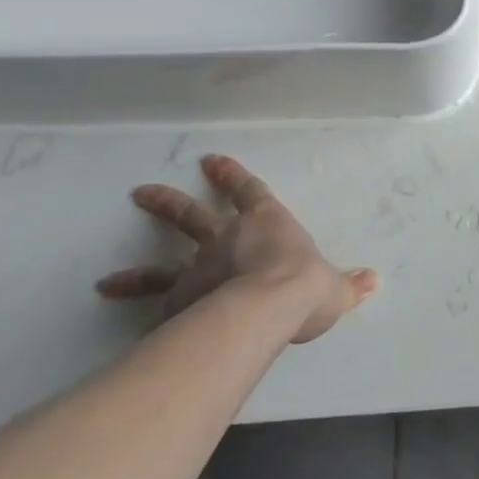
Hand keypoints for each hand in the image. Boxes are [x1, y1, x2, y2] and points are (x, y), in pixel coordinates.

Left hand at [97, 154, 377, 343]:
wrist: (266, 308)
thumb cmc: (304, 286)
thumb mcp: (334, 288)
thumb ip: (349, 285)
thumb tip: (374, 281)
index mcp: (268, 223)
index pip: (249, 191)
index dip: (232, 176)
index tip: (210, 162)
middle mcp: (228, 238)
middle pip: (193, 216)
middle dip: (169, 203)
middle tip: (141, 193)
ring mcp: (199, 268)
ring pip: (162, 263)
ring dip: (135, 269)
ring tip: (105, 280)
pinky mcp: (179, 300)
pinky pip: (155, 303)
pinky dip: (137, 308)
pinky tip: (120, 317)